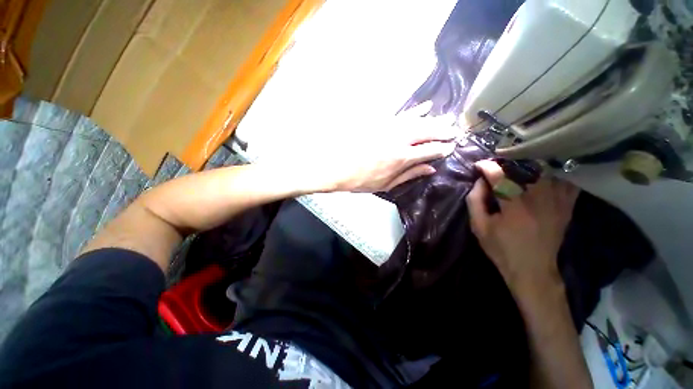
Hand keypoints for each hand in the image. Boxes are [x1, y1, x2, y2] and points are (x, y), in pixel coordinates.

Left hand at [289, 103, 456, 192]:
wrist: (338, 168)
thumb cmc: (362, 180)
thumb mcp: (386, 184)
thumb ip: (409, 175)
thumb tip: (430, 168)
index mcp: (402, 158)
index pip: (430, 150)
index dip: (442, 149)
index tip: (451, 148)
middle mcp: (399, 140)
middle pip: (428, 131)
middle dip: (444, 130)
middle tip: (456, 131)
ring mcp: (390, 128)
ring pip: (418, 120)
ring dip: (435, 118)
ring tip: (448, 117)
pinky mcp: (381, 122)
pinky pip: (402, 113)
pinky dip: (415, 110)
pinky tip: (425, 106)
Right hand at [466, 160, 579, 291]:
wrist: (533, 270)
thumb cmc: (501, 249)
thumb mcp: (479, 227)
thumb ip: (475, 201)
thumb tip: (480, 181)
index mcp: (515, 207)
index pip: (500, 176)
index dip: (488, 166)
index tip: (479, 165)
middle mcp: (539, 199)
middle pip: (526, 168)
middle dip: (507, 162)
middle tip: (497, 165)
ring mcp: (557, 201)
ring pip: (546, 171)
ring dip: (529, 166)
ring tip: (516, 168)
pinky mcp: (566, 206)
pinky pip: (565, 181)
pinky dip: (554, 174)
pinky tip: (542, 176)